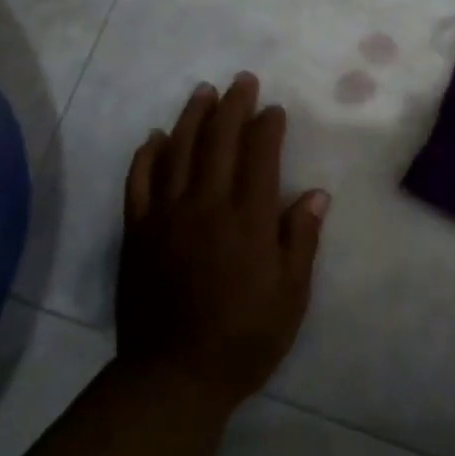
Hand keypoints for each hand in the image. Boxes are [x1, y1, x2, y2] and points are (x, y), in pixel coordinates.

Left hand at [117, 73, 328, 409]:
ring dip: (192, 118)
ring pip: (178, 152)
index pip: (259, 156)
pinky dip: (147, 155)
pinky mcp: (138, 231)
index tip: (273, 109)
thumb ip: (301, 240)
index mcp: (248, 220)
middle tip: (241, 81)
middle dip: (232, 106)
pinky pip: (139, 182)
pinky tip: (156, 137)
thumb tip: (316, 194)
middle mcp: (207, 206)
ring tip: (203, 92)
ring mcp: (167, 216)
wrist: (174, 374)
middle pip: (218, 142)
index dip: (267, 127)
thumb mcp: (290, 296)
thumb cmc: (244, 338)